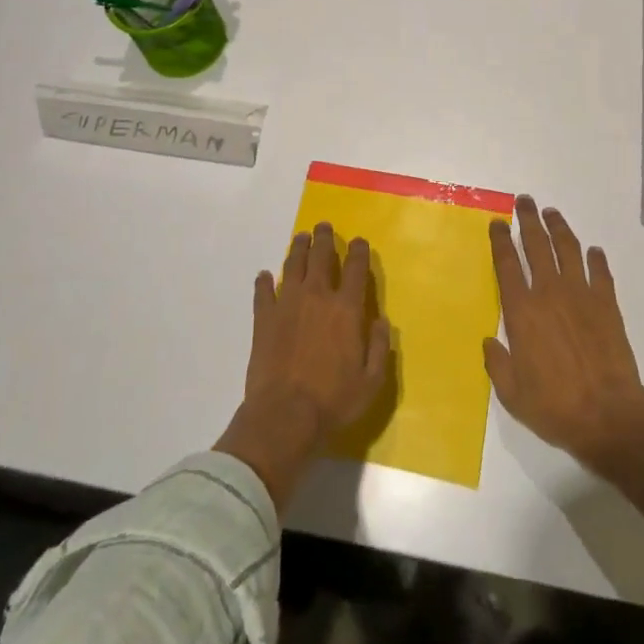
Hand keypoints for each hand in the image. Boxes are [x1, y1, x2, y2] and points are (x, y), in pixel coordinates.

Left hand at [215, 223, 389, 507]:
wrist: (284, 416)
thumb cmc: (333, 401)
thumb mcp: (371, 382)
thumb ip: (380, 347)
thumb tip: (381, 321)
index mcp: (346, 309)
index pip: (355, 268)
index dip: (358, 251)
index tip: (358, 241)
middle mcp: (316, 296)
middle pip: (320, 256)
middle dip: (323, 238)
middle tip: (322, 227)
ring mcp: (286, 303)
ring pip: (292, 264)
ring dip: (297, 248)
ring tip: (300, 238)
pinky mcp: (263, 318)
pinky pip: (262, 291)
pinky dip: (263, 281)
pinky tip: (264, 276)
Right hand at [485, 196, 643, 549]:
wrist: (608, 416)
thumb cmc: (554, 407)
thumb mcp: (512, 393)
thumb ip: (497, 363)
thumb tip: (489, 341)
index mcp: (522, 311)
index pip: (507, 264)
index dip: (500, 240)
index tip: (496, 222)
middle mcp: (549, 293)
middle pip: (536, 245)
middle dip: (528, 219)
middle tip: (524, 200)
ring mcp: (581, 295)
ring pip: (568, 249)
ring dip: (559, 228)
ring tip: (552, 213)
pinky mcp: (607, 305)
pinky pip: (600, 272)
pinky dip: (596, 258)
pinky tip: (593, 251)